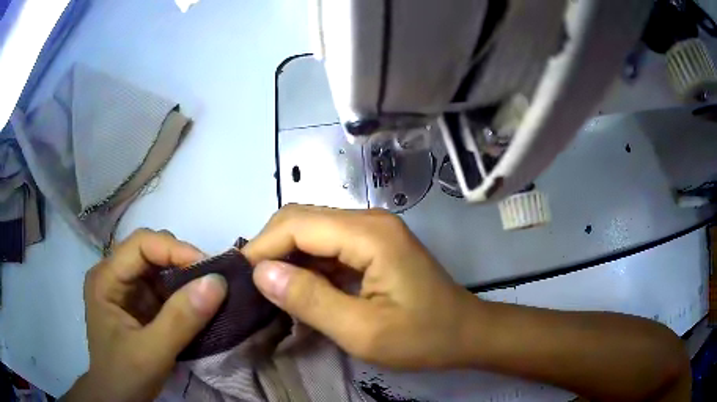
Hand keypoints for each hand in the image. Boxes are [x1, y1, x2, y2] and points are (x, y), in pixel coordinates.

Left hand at [63, 229, 226, 401]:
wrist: (118, 398)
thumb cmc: (126, 376)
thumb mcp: (152, 353)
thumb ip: (181, 320)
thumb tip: (217, 282)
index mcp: (106, 278)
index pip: (141, 244)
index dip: (175, 250)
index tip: (210, 271)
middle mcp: (113, 274)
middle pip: (150, 250)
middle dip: (182, 262)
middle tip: (213, 283)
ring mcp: (125, 288)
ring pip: (158, 267)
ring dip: (185, 278)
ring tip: (209, 293)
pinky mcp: (137, 303)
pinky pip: (162, 286)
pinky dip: (182, 293)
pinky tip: (196, 306)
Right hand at [243, 205, 477, 368]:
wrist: (466, 334)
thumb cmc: (423, 338)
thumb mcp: (363, 331)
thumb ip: (310, 300)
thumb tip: (262, 274)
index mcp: (369, 235)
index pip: (297, 225)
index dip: (263, 248)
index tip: (240, 279)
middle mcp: (369, 220)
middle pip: (302, 219)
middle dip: (271, 248)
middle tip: (251, 285)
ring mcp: (373, 231)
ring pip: (313, 230)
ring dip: (286, 255)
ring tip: (267, 288)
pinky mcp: (374, 246)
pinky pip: (328, 245)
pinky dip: (306, 263)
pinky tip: (297, 287)